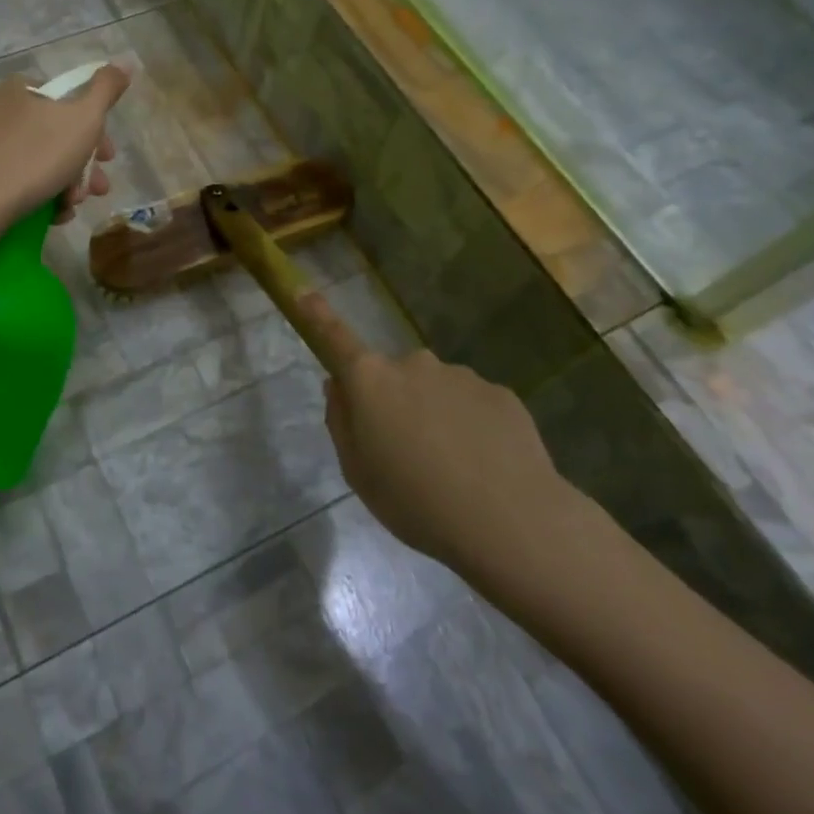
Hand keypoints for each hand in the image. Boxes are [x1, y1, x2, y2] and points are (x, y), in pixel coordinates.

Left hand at [0, 66, 130, 226]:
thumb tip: (124, 63)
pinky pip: (17, 179)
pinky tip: (53, 214)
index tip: (108, 156)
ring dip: (66, 183)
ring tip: (74, 207)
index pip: (66, 99)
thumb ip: (106, 90)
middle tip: (98, 188)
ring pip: (39, 160)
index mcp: (18, 88)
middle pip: (55, 133)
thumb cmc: (36, 156)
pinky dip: (40, 194)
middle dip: (83, 164)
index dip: (95, 128)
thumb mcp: (84, 119)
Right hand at [300, 293, 583, 600]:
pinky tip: (485, 466)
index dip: (318, 315)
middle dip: (395, 403)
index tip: (303, 291)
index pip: (336, 338)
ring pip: (436, 391)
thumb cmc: (415, 502)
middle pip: (393, 376)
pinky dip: (473, 427)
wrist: (510, 522)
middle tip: (407, 454)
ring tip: (453, 470)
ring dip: (437, 417)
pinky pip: (473, 405)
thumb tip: (339, 387)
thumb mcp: (358, 473)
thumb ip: (342, 422)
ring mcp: (460, 375)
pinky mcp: (501, 393)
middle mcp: (413, 364)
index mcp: (371, 381)